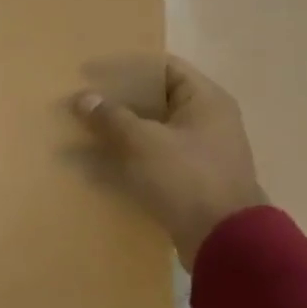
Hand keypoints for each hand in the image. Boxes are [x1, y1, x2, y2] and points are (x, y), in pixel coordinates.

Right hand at [72, 56, 266, 268]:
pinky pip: (152, 157)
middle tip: (82, 103)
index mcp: (205, 100)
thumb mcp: (142, 142)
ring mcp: (199, 151)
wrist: (224, 240)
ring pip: (151, 130)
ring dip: (119, 131)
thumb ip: (111, 117)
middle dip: (117, 101)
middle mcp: (206, 120)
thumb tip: (83, 97)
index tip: (90, 73)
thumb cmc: (186, 178)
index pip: (163, 67)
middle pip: (155, 99)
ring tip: (82, 132)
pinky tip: (98, 164)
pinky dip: (127, 156)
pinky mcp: (189, 179)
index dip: (125, 67)